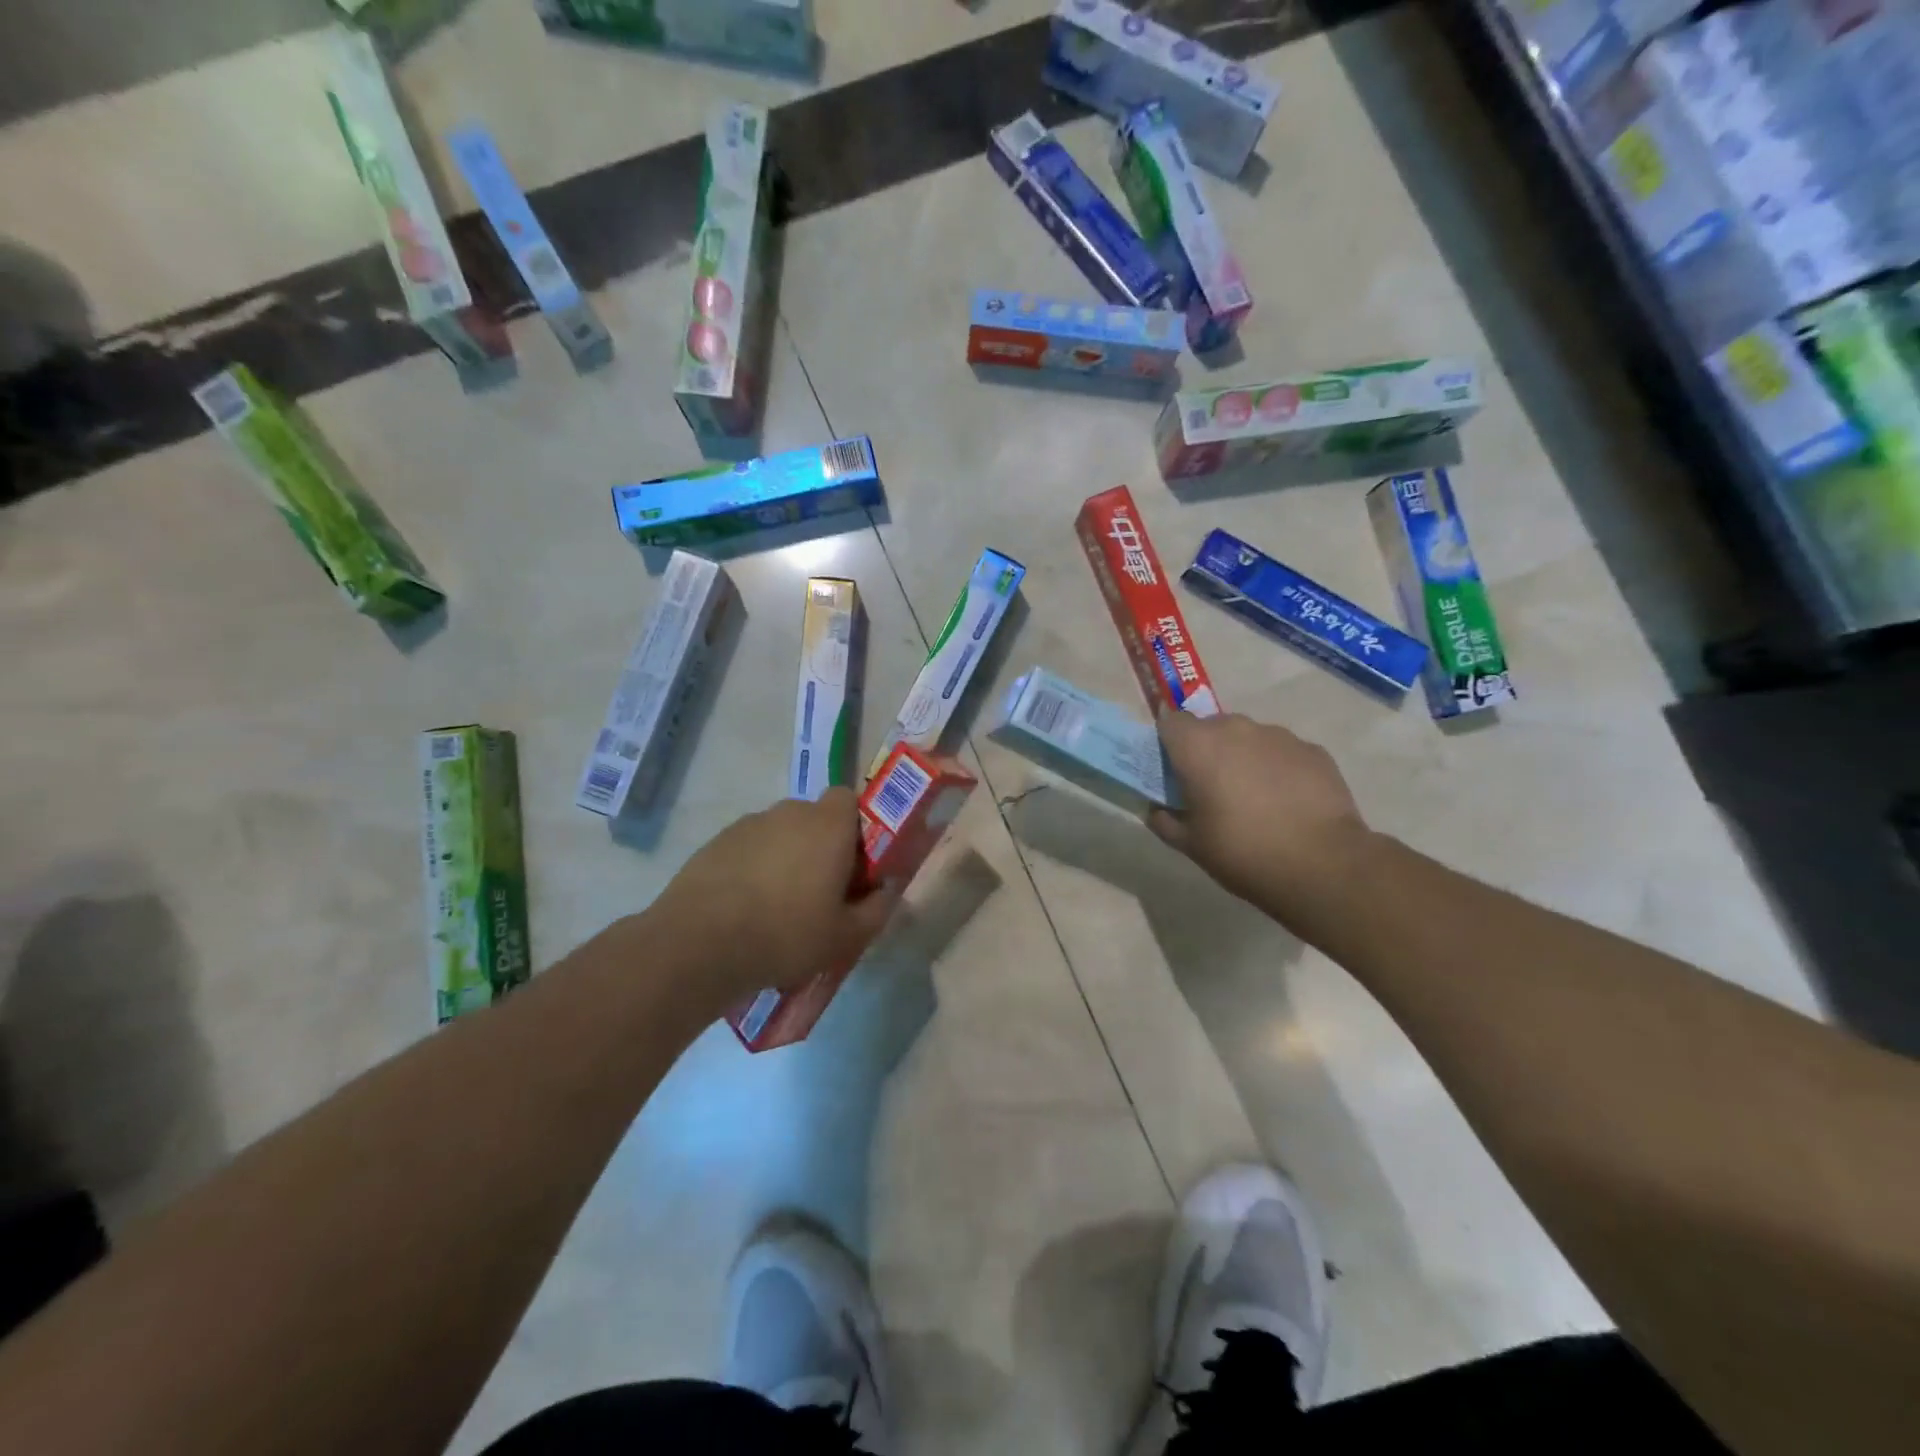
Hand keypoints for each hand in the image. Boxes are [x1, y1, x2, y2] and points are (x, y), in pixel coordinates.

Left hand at [646, 789, 898, 1009]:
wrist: (700, 944)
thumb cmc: (787, 933)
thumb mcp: (846, 936)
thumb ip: (877, 909)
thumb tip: (887, 892)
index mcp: (828, 825)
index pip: (849, 799)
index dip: (855, 828)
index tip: (854, 865)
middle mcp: (789, 812)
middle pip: (814, 818)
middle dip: (821, 846)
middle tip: (821, 891)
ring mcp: (748, 825)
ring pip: (780, 834)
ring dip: (786, 857)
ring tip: (778, 906)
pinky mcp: (716, 843)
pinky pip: (749, 849)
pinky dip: (753, 868)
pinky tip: (745, 908)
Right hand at [1151, 711, 1377, 929]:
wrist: (1322, 864)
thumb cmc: (1242, 851)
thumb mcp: (1190, 845)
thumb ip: (1165, 821)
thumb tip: (1157, 811)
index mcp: (1198, 746)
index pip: (1170, 722)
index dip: (1169, 744)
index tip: (1173, 771)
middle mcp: (1236, 729)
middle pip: (1211, 727)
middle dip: (1207, 751)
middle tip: (1211, 789)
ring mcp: (1279, 736)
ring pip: (1249, 738)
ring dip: (1244, 758)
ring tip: (1255, 799)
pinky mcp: (1313, 750)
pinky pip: (1283, 752)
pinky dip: (1278, 769)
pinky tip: (1287, 803)